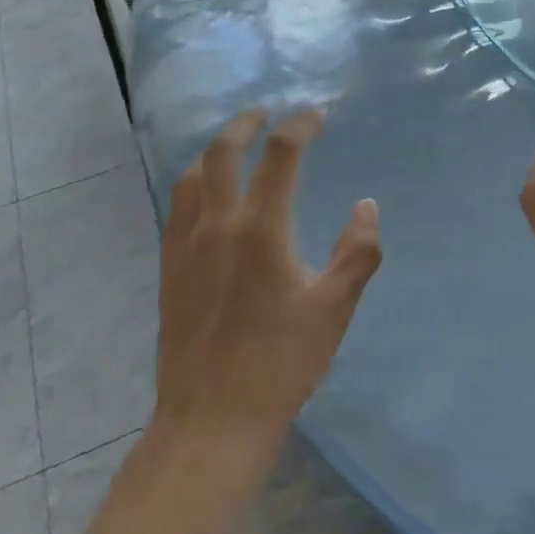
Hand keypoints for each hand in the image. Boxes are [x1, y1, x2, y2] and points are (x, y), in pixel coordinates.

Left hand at [156, 109, 382, 453]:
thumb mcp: (334, 309)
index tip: (316, 115)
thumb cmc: (281, 364)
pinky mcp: (169, 269)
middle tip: (264, 114)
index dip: (299, 127)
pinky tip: (207, 199)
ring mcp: (185, 246)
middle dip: (245, 124)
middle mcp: (216, 225)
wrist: (211, 419)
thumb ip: (357, 252)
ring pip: (192, 177)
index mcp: (261, 229)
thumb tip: (366, 207)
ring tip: (235, 149)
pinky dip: (195, 185)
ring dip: (216, 152)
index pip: (280, 155)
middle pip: (223, 152)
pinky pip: (177, 208)